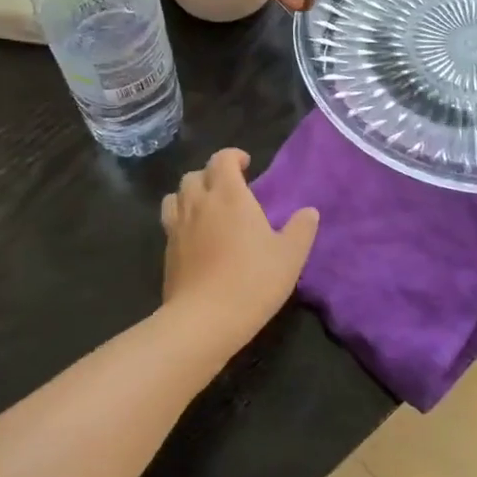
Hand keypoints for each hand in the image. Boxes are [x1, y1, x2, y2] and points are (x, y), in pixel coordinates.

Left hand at [160, 148, 319, 351]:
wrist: (204, 319)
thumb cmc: (252, 281)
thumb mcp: (290, 256)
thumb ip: (301, 229)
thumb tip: (309, 212)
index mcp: (229, 195)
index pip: (222, 159)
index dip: (233, 157)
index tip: (246, 166)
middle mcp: (199, 203)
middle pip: (195, 174)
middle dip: (211, 175)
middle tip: (230, 190)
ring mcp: (178, 226)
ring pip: (176, 195)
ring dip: (191, 194)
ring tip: (207, 208)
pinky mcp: (167, 250)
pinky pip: (170, 221)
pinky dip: (181, 218)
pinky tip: (196, 237)